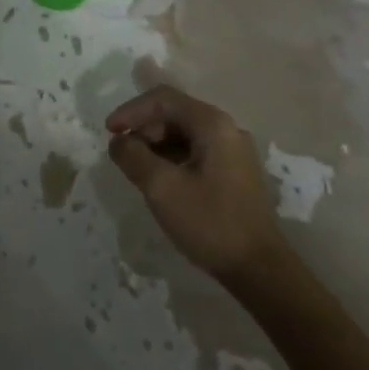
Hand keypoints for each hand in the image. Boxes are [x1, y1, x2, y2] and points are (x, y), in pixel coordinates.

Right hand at [106, 86, 290, 279]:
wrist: (259, 270)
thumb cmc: (210, 222)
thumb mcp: (162, 188)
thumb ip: (133, 156)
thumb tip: (118, 142)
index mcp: (212, 124)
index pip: (163, 99)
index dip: (131, 110)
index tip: (109, 131)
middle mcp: (226, 129)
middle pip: (175, 113)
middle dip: (144, 129)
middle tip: (123, 154)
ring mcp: (233, 151)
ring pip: (185, 133)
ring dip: (156, 145)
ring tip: (138, 169)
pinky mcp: (234, 172)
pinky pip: (196, 151)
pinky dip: (173, 158)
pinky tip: (161, 181)